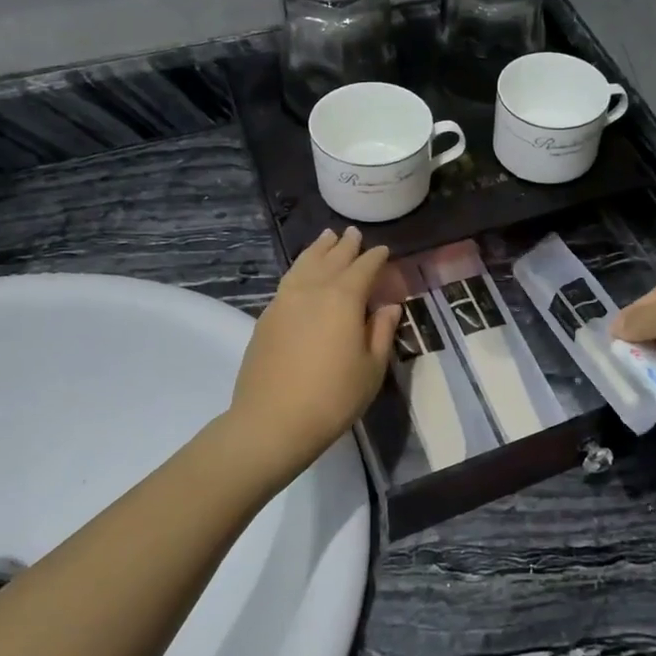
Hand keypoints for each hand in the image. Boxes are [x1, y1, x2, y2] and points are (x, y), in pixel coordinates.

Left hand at [228, 228, 401, 470]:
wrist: (272, 421)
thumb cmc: (333, 397)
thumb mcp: (372, 368)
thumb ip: (381, 331)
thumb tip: (389, 306)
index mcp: (343, 299)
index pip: (363, 268)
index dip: (375, 258)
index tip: (384, 250)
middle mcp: (313, 290)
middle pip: (332, 259)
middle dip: (345, 246)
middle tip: (354, 233)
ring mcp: (284, 301)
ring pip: (304, 264)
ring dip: (318, 249)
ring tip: (326, 238)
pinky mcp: (266, 317)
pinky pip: (288, 280)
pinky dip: (300, 268)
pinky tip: (303, 272)